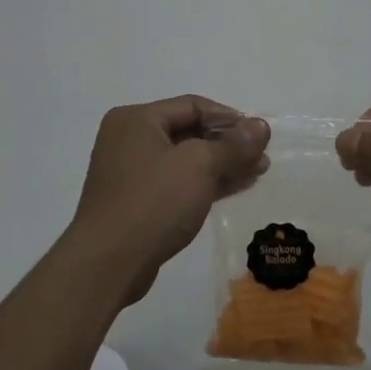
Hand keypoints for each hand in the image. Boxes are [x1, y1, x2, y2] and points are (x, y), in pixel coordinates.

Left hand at [66, 95, 269, 305]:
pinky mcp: (137, 202)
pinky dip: (206, 183)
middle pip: (189, 132)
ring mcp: (131, 173)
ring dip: (222, 165)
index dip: (230, 118)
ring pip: (186, 160)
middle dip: (229, 144)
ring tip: (257, 172)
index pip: (193, 105)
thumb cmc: (153, 202)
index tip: (260, 135)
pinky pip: (178, 183)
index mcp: (136, 119)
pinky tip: (235, 188)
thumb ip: (233, 145)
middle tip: (262, 157)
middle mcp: (130, 139)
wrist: (108, 263)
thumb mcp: (199, 166)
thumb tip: (261, 126)